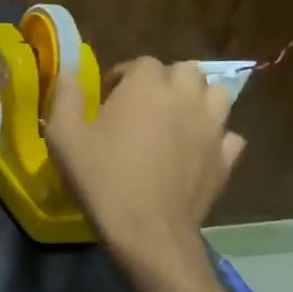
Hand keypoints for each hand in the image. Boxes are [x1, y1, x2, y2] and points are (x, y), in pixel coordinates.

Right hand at [45, 58, 243, 269]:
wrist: (146, 229)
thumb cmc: (101, 177)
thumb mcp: (63, 136)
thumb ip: (65, 98)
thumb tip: (68, 74)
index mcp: (146, 87)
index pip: (143, 62)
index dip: (125, 75)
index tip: (108, 95)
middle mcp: (185, 98)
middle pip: (186, 71)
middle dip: (166, 81)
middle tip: (143, 104)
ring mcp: (212, 128)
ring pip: (217, 95)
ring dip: (197, 100)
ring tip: (175, 119)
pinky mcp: (227, 158)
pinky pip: (229, 135)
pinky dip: (215, 136)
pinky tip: (197, 150)